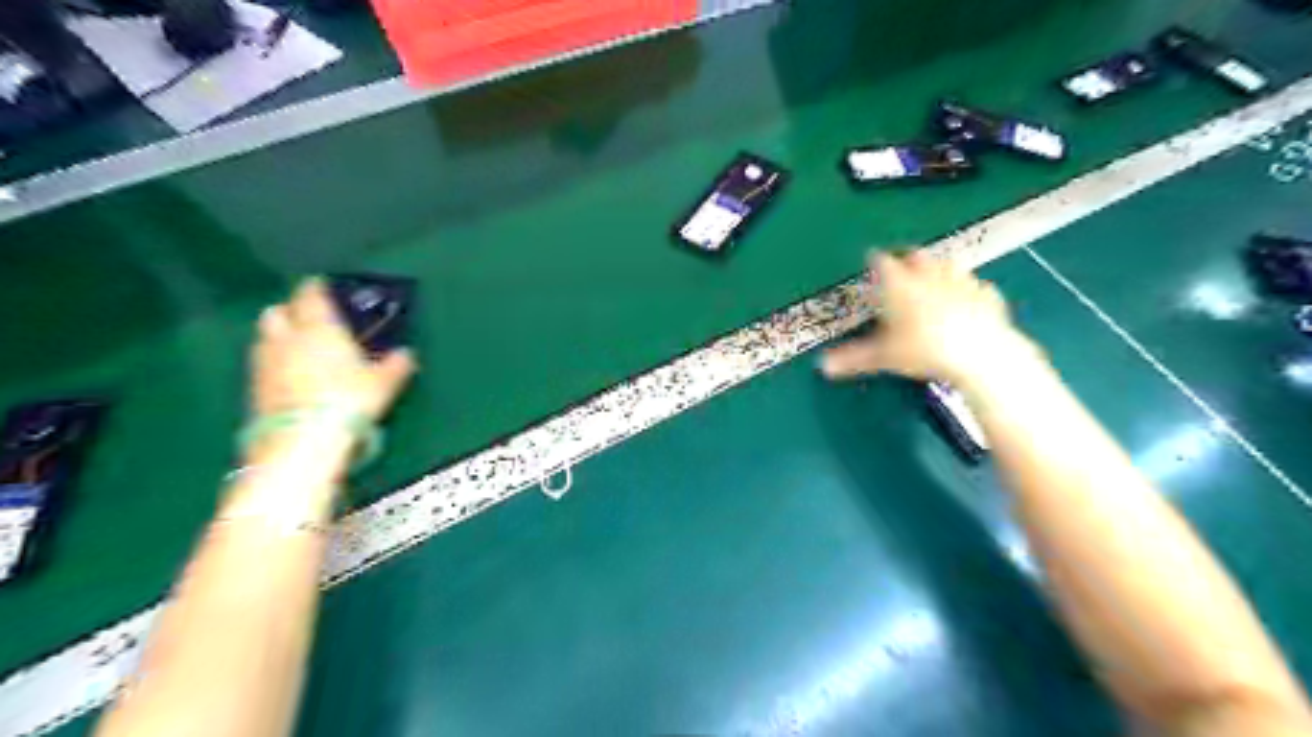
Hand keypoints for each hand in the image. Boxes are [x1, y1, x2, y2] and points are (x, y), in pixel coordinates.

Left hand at [252, 277, 417, 421]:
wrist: (303, 439)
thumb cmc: (348, 399)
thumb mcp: (385, 382)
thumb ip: (397, 364)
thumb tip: (407, 353)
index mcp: (318, 326)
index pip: (310, 294)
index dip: (317, 288)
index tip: (325, 288)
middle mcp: (286, 337)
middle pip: (278, 312)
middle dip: (291, 311)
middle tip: (310, 320)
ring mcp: (265, 362)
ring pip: (266, 337)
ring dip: (280, 338)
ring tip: (300, 350)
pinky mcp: (254, 388)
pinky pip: (263, 364)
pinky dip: (276, 364)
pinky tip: (291, 377)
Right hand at [818, 248, 1034, 383]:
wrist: (978, 353)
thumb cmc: (923, 349)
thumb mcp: (883, 357)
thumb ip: (853, 358)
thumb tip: (823, 366)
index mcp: (899, 285)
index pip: (882, 262)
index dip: (874, 260)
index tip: (870, 260)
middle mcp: (929, 276)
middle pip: (916, 256)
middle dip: (907, 258)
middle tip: (901, 264)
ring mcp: (961, 283)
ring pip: (948, 265)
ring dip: (939, 267)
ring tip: (934, 275)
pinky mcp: (986, 296)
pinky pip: (977, 287)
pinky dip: (970, 290)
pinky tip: (969, 299)